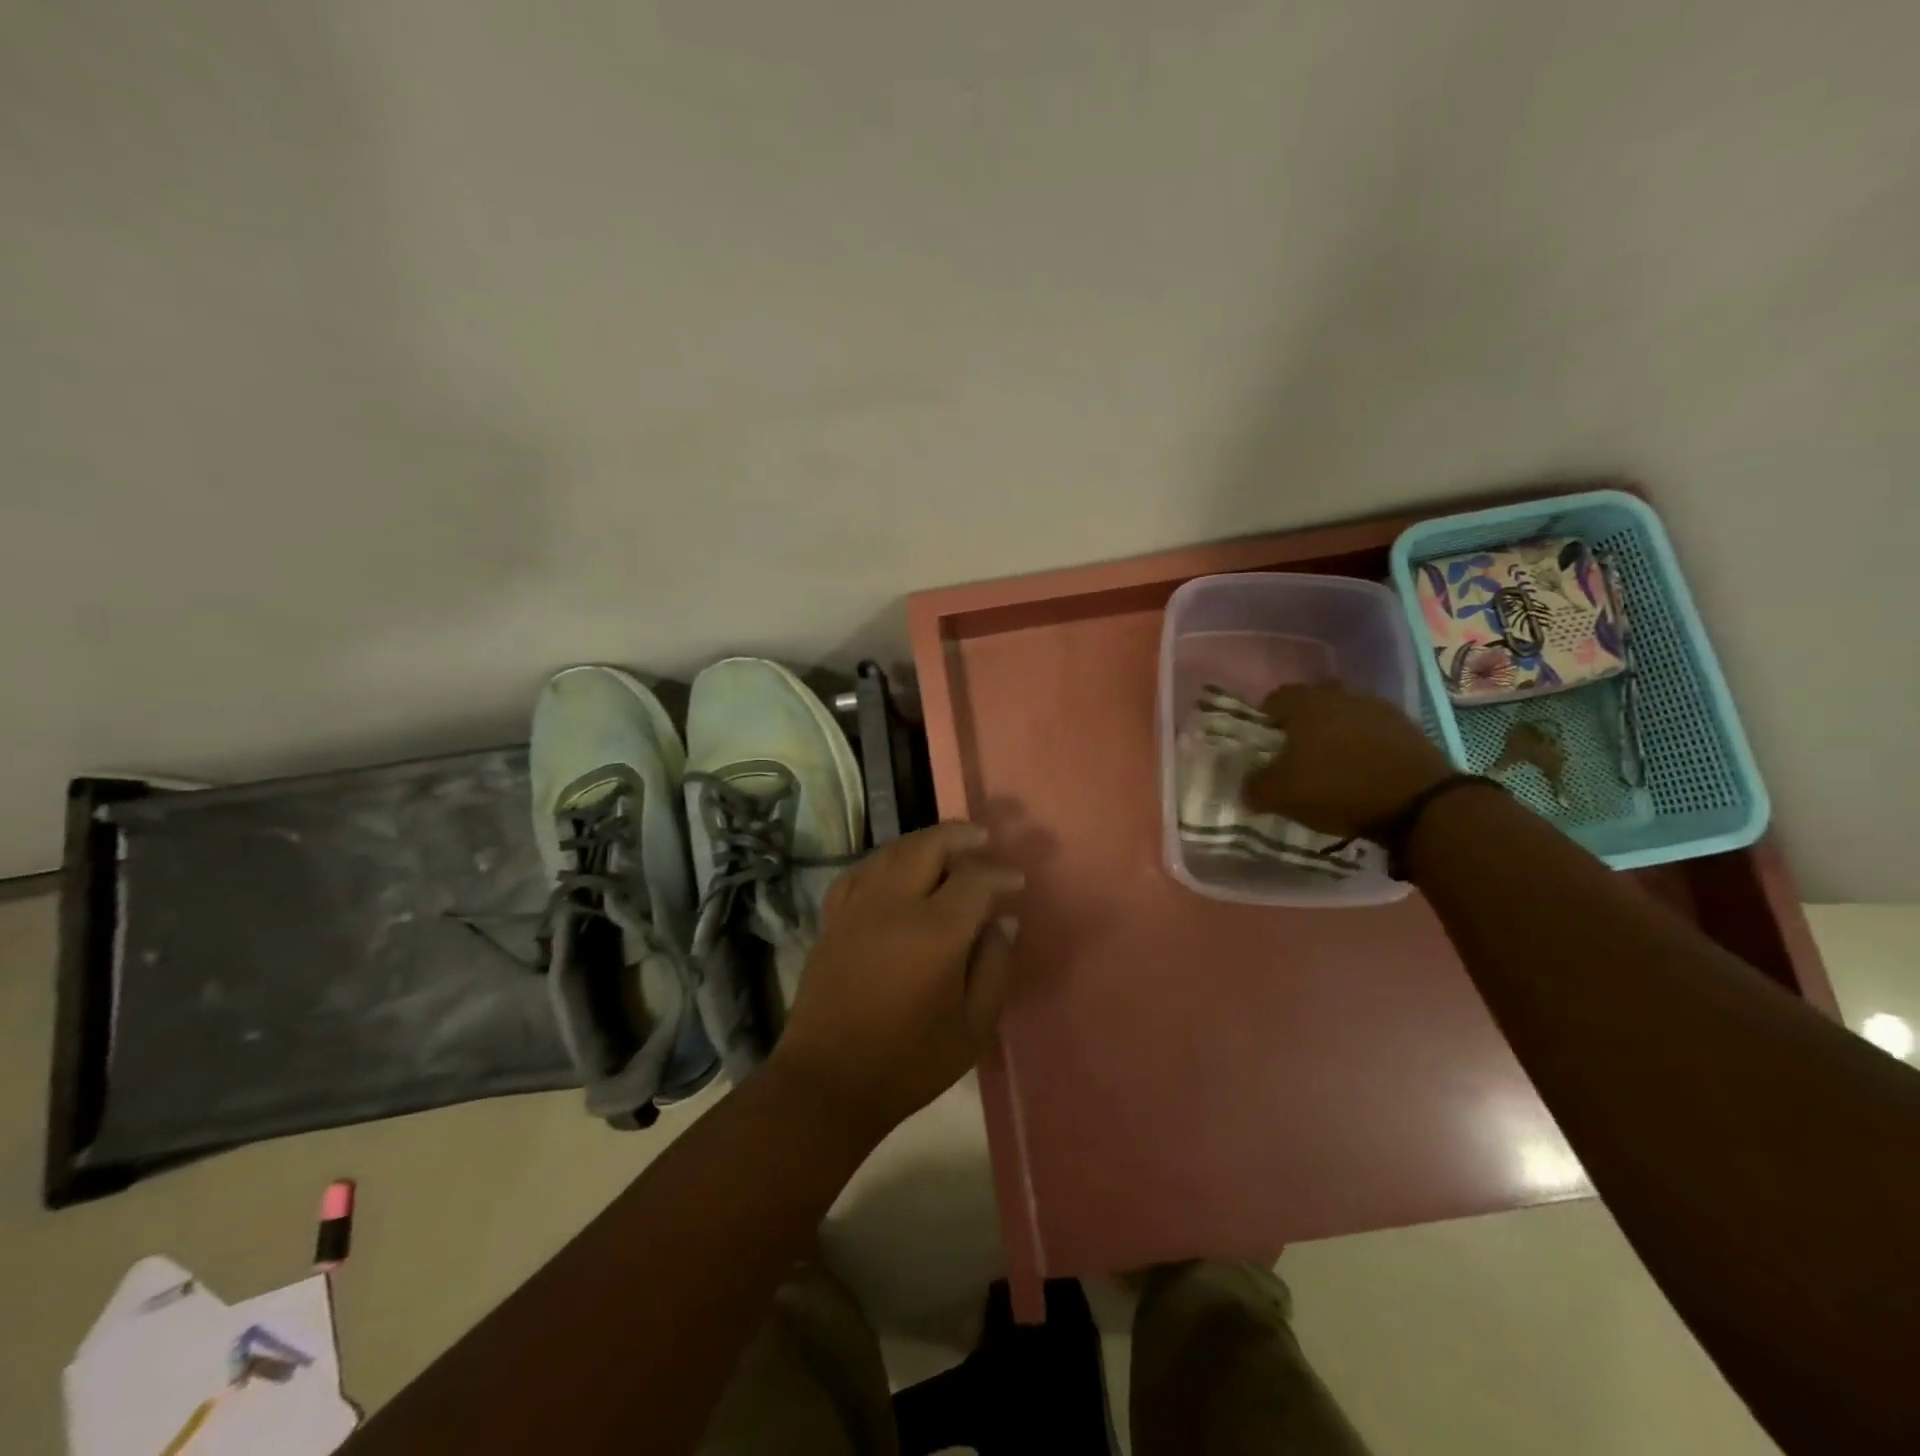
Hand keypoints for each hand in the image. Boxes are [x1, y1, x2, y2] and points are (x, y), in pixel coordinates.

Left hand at [769, 822, 1023, 1143]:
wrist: (829, 1082)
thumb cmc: (909, 1062)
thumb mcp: (973, 1027)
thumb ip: (994, 967)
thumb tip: (1003, 921)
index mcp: (935, 932)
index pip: (975, 879)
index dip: (1000, 874)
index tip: (1017, 880)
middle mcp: (894, 906)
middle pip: (928, 847)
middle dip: (960, 835)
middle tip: (982, 837)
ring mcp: (857, 908)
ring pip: (892, 852)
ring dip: (924, 841)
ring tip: (946, 845)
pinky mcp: (833, 919)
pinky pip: (860, 871)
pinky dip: (884, 860)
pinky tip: (894, 868)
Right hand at [1242, 681, 1452, 837]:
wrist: (1417, 803)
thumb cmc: (1336, 788)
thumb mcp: (1280, 795)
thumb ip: (1254, 786)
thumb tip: (1247, 785)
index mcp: (1305, 704)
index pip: (1275, 698)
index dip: (1265, 719)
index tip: (1264, 743)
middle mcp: (1341, 696)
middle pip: (1313, 701)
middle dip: (1303, 721)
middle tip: (1297, 751)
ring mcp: (1378, 709)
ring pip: (1345, 714)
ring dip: (1336, 731)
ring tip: (1332, 763)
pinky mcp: (1408, 728)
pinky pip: (1374, 730)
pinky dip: (1365, 744)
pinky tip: (1363, 770)